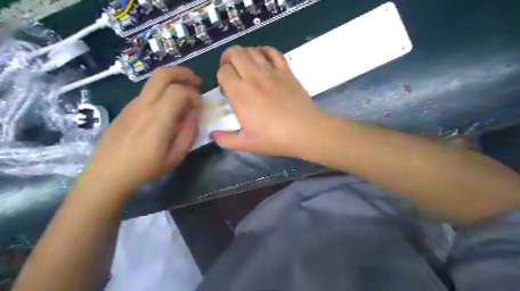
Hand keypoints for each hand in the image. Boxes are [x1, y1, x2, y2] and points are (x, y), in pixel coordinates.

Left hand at [82, 66, 200, 192]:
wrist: (108, 174)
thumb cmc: (146, 168)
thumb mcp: (176, 156)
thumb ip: (189, 132)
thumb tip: (195, 113)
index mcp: (158, 118)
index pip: (180, 91)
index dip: (194, 96)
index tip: (199, 108)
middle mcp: (144, 105)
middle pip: (163, 74)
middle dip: (183, 73)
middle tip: (196, 82)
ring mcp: (132, 105)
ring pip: (154, 81)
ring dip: (172, 82)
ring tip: (184, 95)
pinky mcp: (126, 109)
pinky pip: (147, 93)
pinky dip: (162, 93)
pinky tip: (166, 110)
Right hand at [210, 46, 323, 157]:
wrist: (305, 131)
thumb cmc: (274, 139)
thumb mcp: (246, 144)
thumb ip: (226, 139)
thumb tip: (213, 135)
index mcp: (240, 94)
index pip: (223, 71)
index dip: (221, 77)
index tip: (226, 90)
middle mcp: (253, 77)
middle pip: (235, 53)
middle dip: (228, 58)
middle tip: (231, 71)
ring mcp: (271, 72)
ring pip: (252, 50)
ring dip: (244, 54)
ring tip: (245, 65)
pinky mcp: (286, 72)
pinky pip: (273, 52)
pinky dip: (265, 51)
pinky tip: (263, 59)